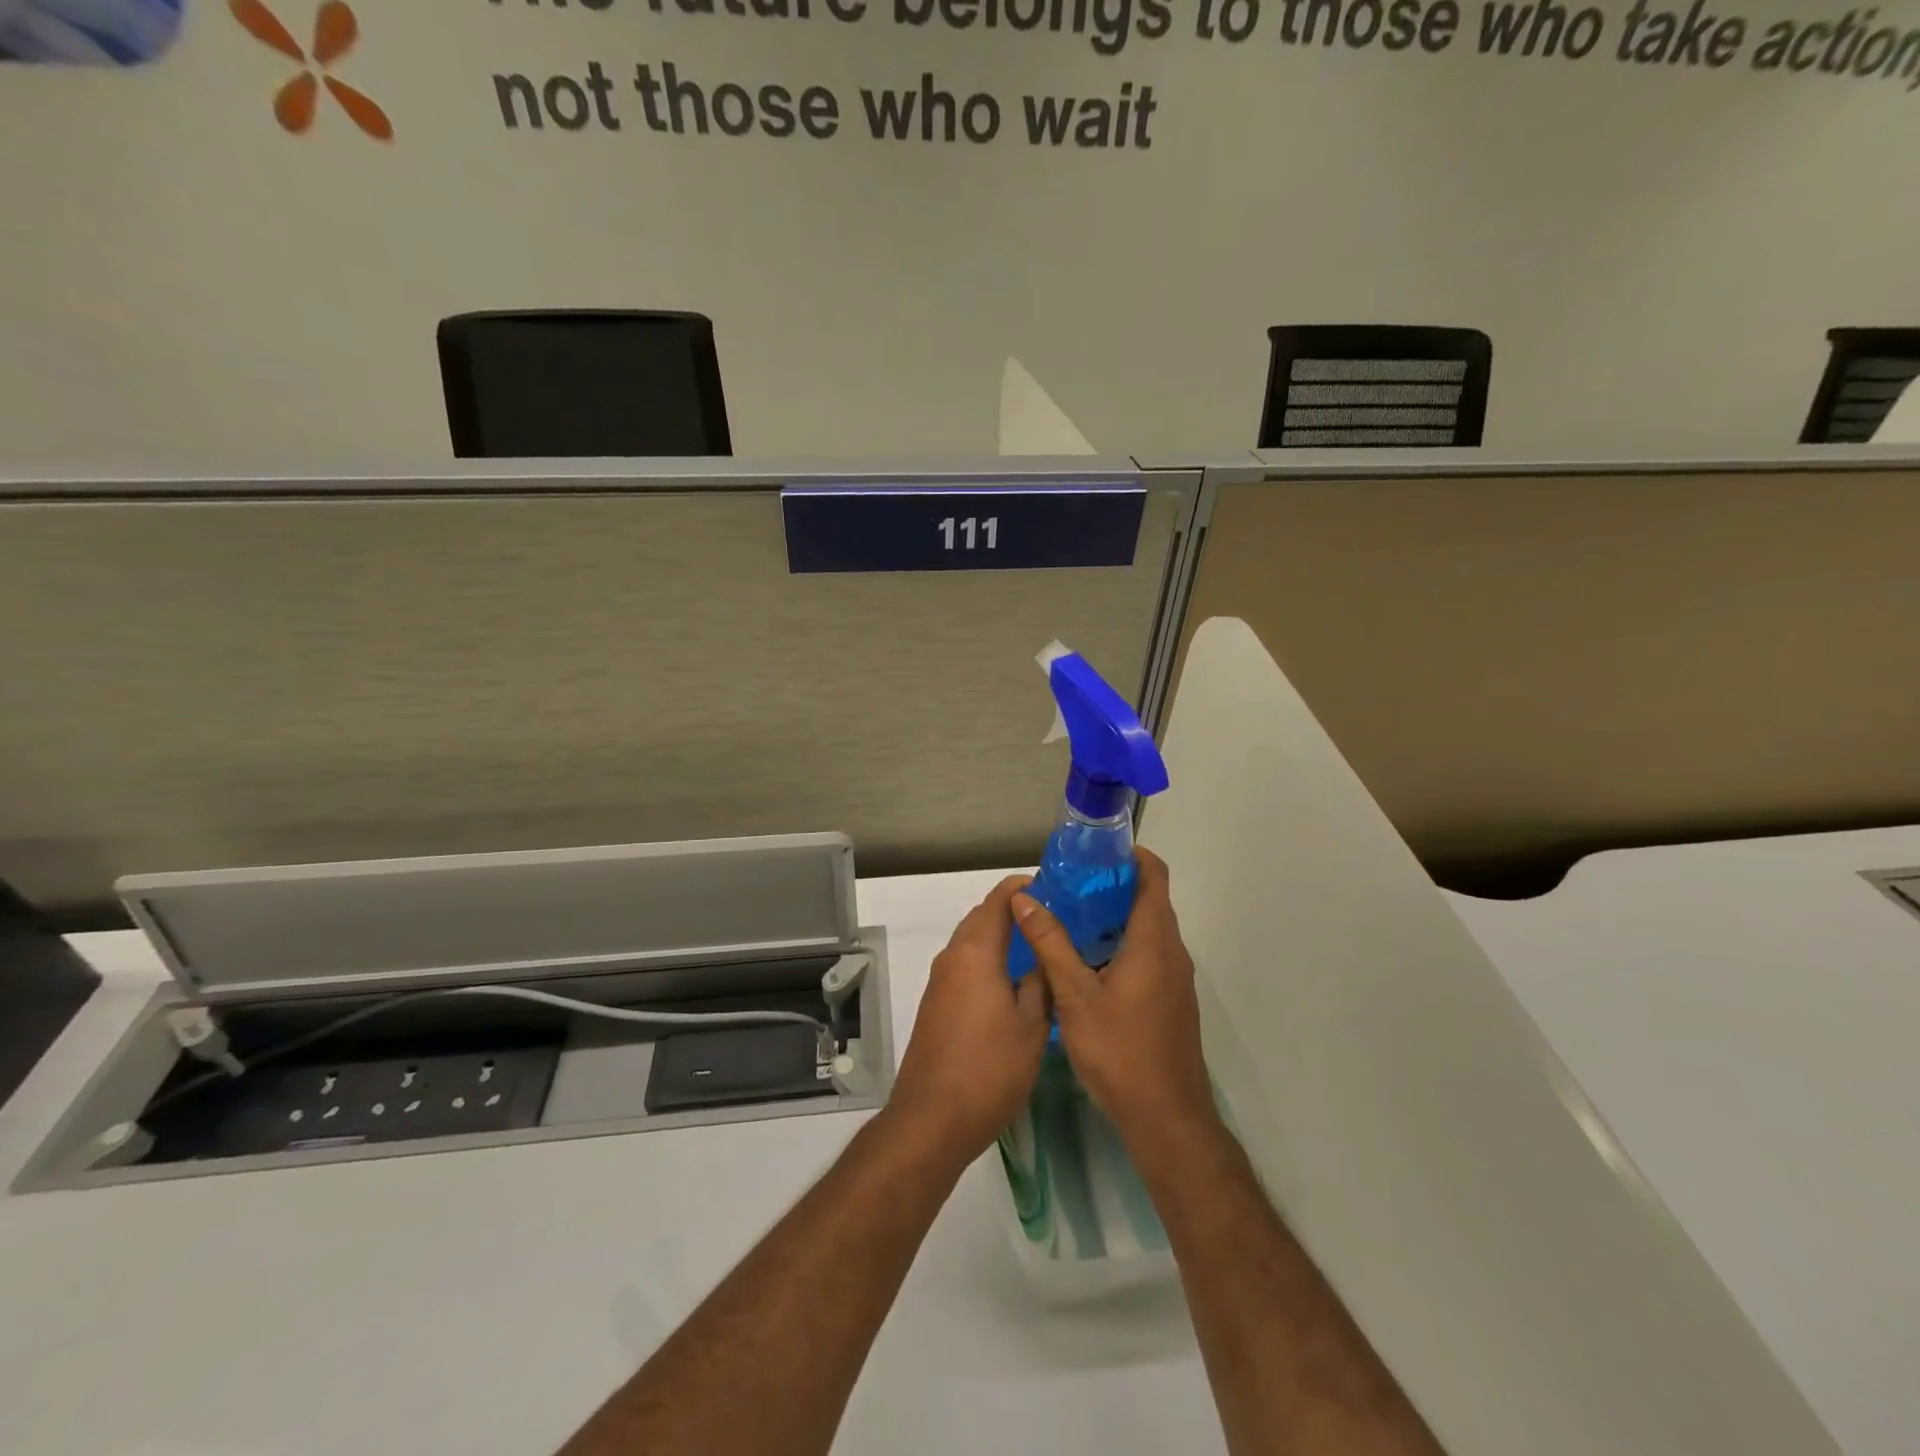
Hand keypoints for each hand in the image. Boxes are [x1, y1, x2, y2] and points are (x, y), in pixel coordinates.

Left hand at [886, 875, 1051, 1169]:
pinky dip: (989, 959)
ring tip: (1041, 946)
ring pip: (973, 941)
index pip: (999, 899)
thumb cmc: (989, 1069)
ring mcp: (940, 981)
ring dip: (1001, 936)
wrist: (932, 1119)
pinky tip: (1015, 979)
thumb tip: (1044, 956)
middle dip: (1015, 910)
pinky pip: (966, 964)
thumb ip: (1041, 983)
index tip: (1057, 887)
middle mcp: (953, 957)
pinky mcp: (936, 1003)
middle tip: (1056, 917)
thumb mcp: (1032, 1026)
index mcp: (976, 952)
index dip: (1026, 887)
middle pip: (983, 916)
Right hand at [1012, 849, 1216, 1155]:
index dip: (1129, 854)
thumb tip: (1024, 898)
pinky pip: (1147, 954)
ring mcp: (1174, 978)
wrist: (1167, 1119)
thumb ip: (1050, 944)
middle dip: (1111, 885)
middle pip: (1149, 899)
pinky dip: (1120, 944)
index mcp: (1154, 941)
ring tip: (1069, 916)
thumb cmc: (1120, 1052)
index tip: (1093, 852)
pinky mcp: (1170, 999)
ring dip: (1113, 917)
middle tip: (1067, 883)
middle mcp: (1171, 952)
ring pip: (1147, 929)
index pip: (1154, 875)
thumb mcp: (1074, 996)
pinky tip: (1085, 961)